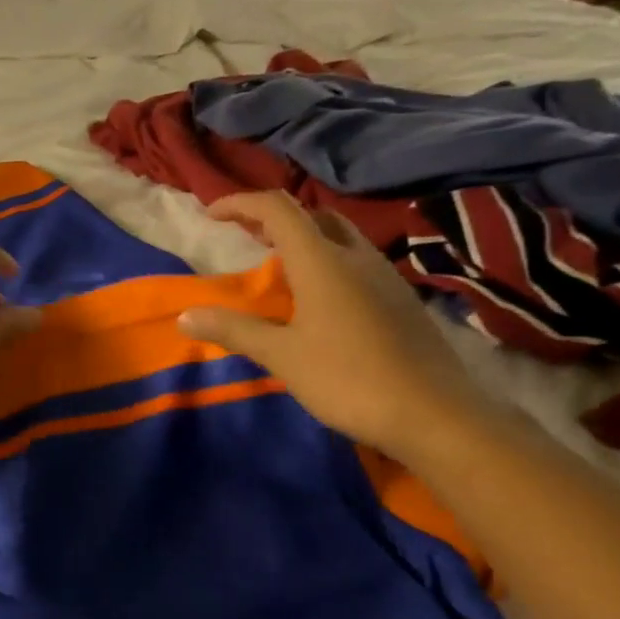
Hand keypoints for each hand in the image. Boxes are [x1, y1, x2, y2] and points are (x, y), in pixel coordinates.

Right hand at [179, 192, 489, 459]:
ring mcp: (384, 277)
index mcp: (323, 262)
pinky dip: (326, 262)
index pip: (278, 210)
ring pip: (339, 238)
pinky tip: (316, 299)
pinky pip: (356, 263)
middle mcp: (356, 257)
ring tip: (276, 266)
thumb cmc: (349, 379)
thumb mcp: (282, 356)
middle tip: (245, 236)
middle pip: (313, 216)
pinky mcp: (400, 300)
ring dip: (303, 239)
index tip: (211, 214)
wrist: (434, 414)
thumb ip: (234, 330)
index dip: (240, 203)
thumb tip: (185, 315)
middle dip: (274, 218)